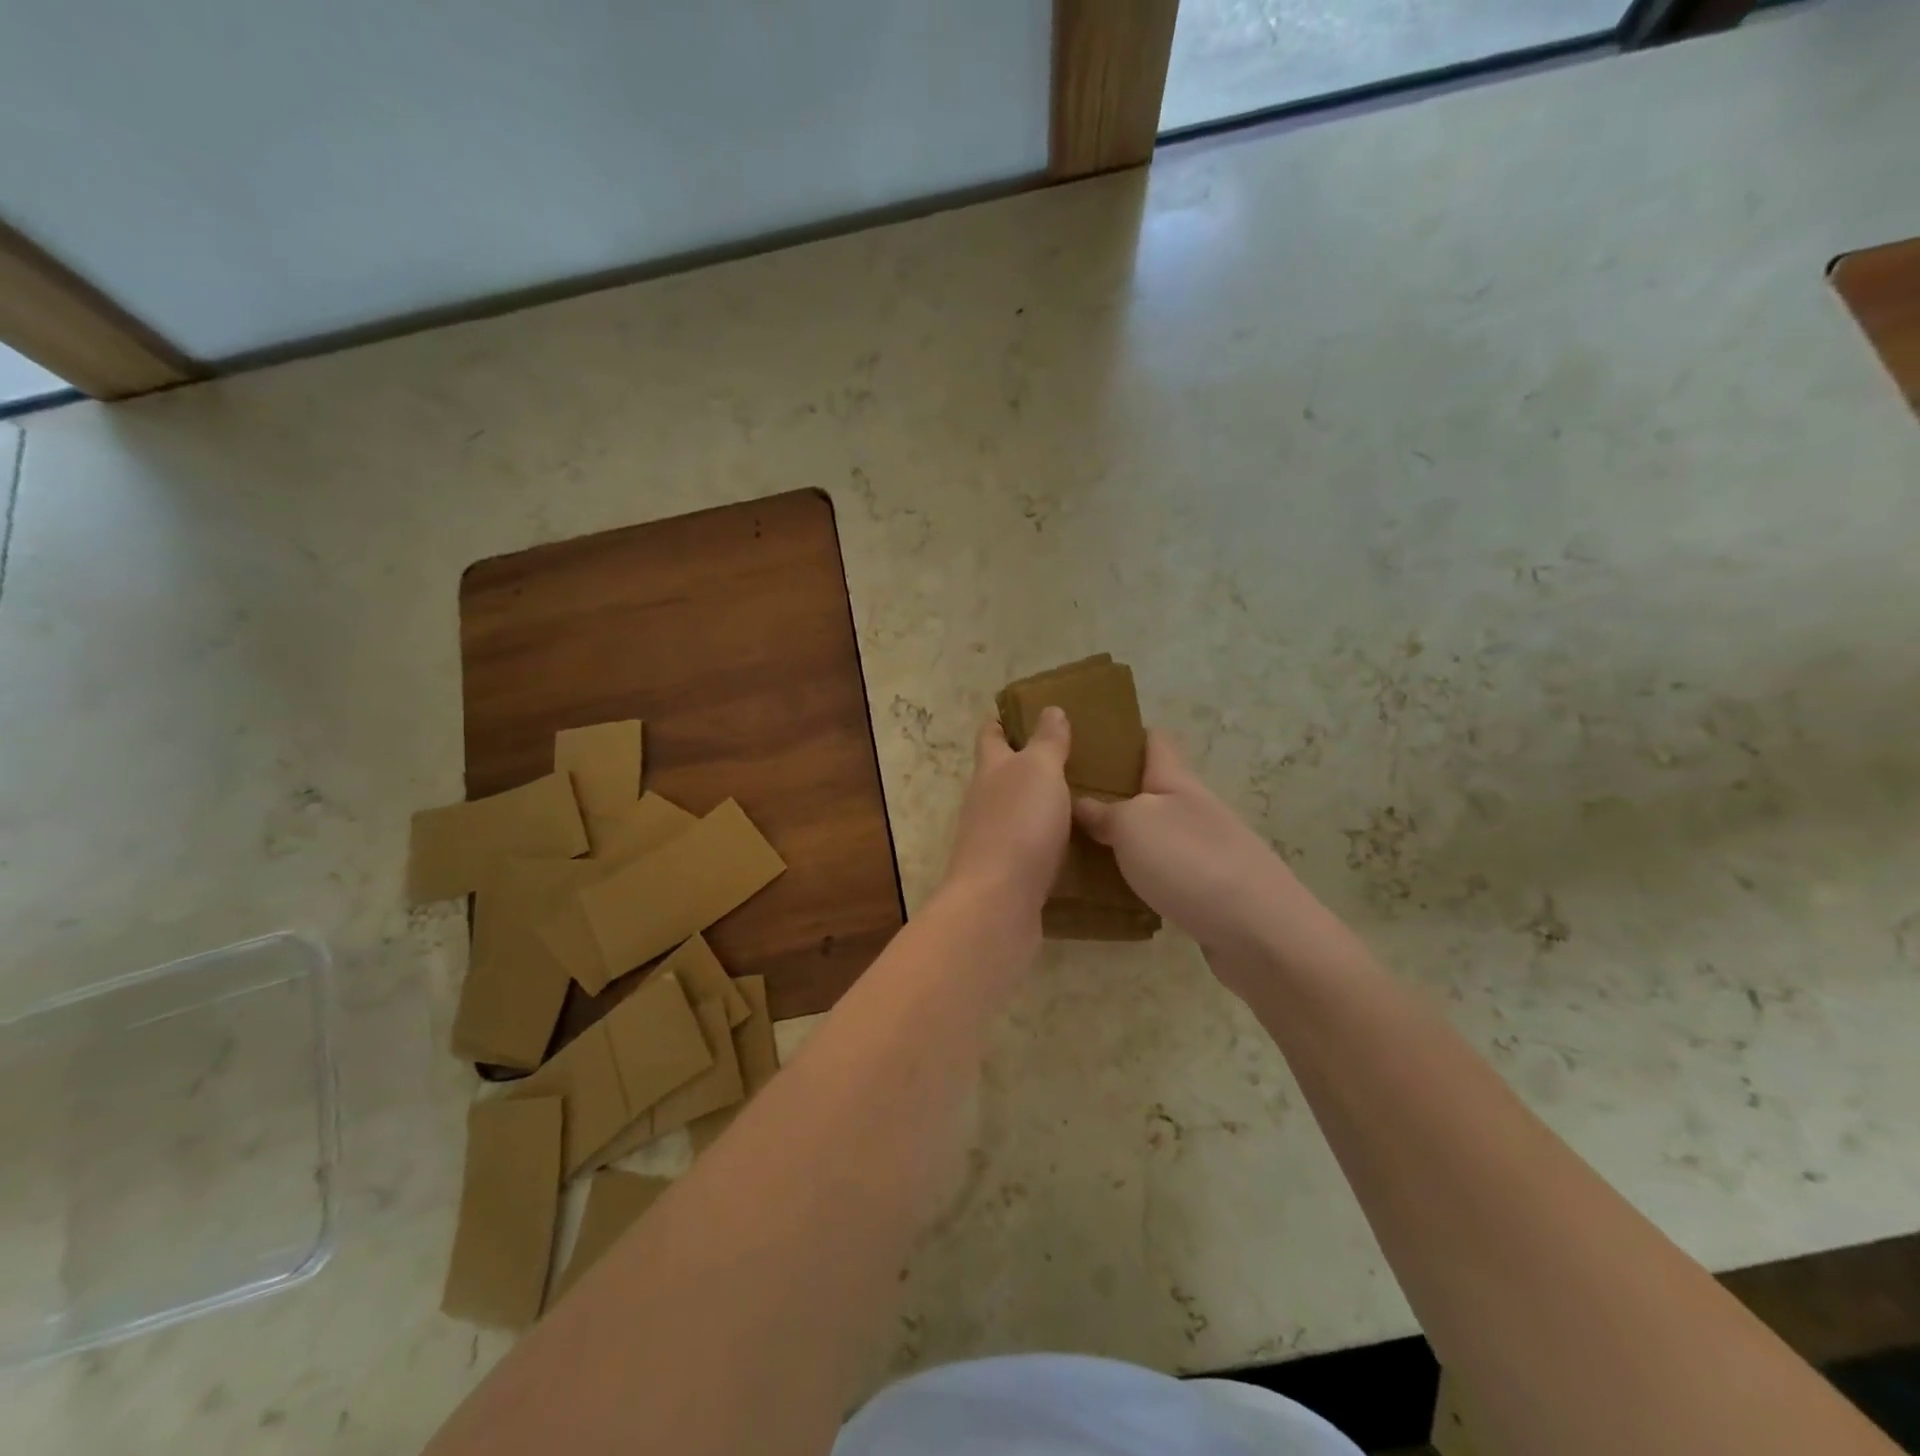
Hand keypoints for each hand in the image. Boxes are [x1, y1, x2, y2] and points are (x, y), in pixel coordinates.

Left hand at [938, 707, 1072, 918]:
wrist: (997, 902)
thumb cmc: (1019, 824)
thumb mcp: (1039, 771)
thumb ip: (1046, 742)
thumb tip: (1049, 709)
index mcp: (990, 770)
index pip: (991, 735)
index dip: (1003, 720)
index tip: (1024, 710)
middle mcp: (984, 801)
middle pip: (1001, 774)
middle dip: (1026, 762)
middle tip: (1070, 755)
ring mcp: (991, 839)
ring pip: (1015, 811)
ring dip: (1039, 803)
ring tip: (1080, 798)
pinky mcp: (1006, 873)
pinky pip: (1029, 847)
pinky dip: (1047, 839)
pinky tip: (1074, 844)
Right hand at [1075, 731, 1349, 986]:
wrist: (1260, 932)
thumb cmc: (1191, 863)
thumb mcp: (1134, 825)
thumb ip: (1105, 812)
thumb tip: (1081, 803)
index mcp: (1176, 781)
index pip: (1153, 741)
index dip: (1123, 734)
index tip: (1086, 738)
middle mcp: (1192, 809)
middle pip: (1150, 789)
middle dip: (1113, 790)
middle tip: (1063, 801)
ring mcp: (1204, 850)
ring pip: (1154, 832)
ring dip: (1122, 836)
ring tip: (1077, 845)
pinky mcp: (1207, 890)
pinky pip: (1163, 870)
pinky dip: (1138, 873)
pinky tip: (1111, 887)